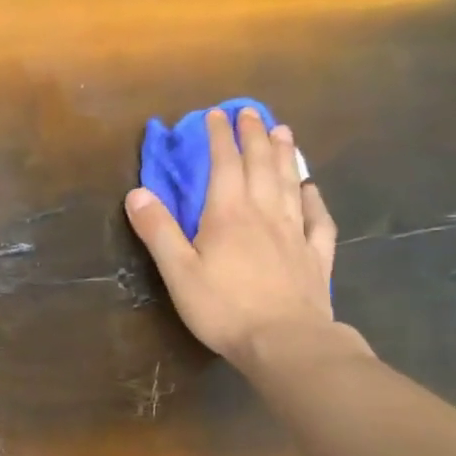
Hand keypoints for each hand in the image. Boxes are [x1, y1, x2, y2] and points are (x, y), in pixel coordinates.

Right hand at [125, 108, 365, 372]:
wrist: (285, 341)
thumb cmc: (224, 308)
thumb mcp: (178, 272)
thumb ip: (158, 231)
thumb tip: (137, 193)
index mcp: (228, 215)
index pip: (224, 165)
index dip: (219, 138)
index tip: (216, 114)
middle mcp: (265, 214)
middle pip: (261, 166)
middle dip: (254, 136)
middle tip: (252, 113)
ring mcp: (295, 234)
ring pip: (290, 184)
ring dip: (285, 156)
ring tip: (283, 132)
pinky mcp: (315, 257)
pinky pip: (318, 220)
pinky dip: (314, 200)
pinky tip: (311, 190)